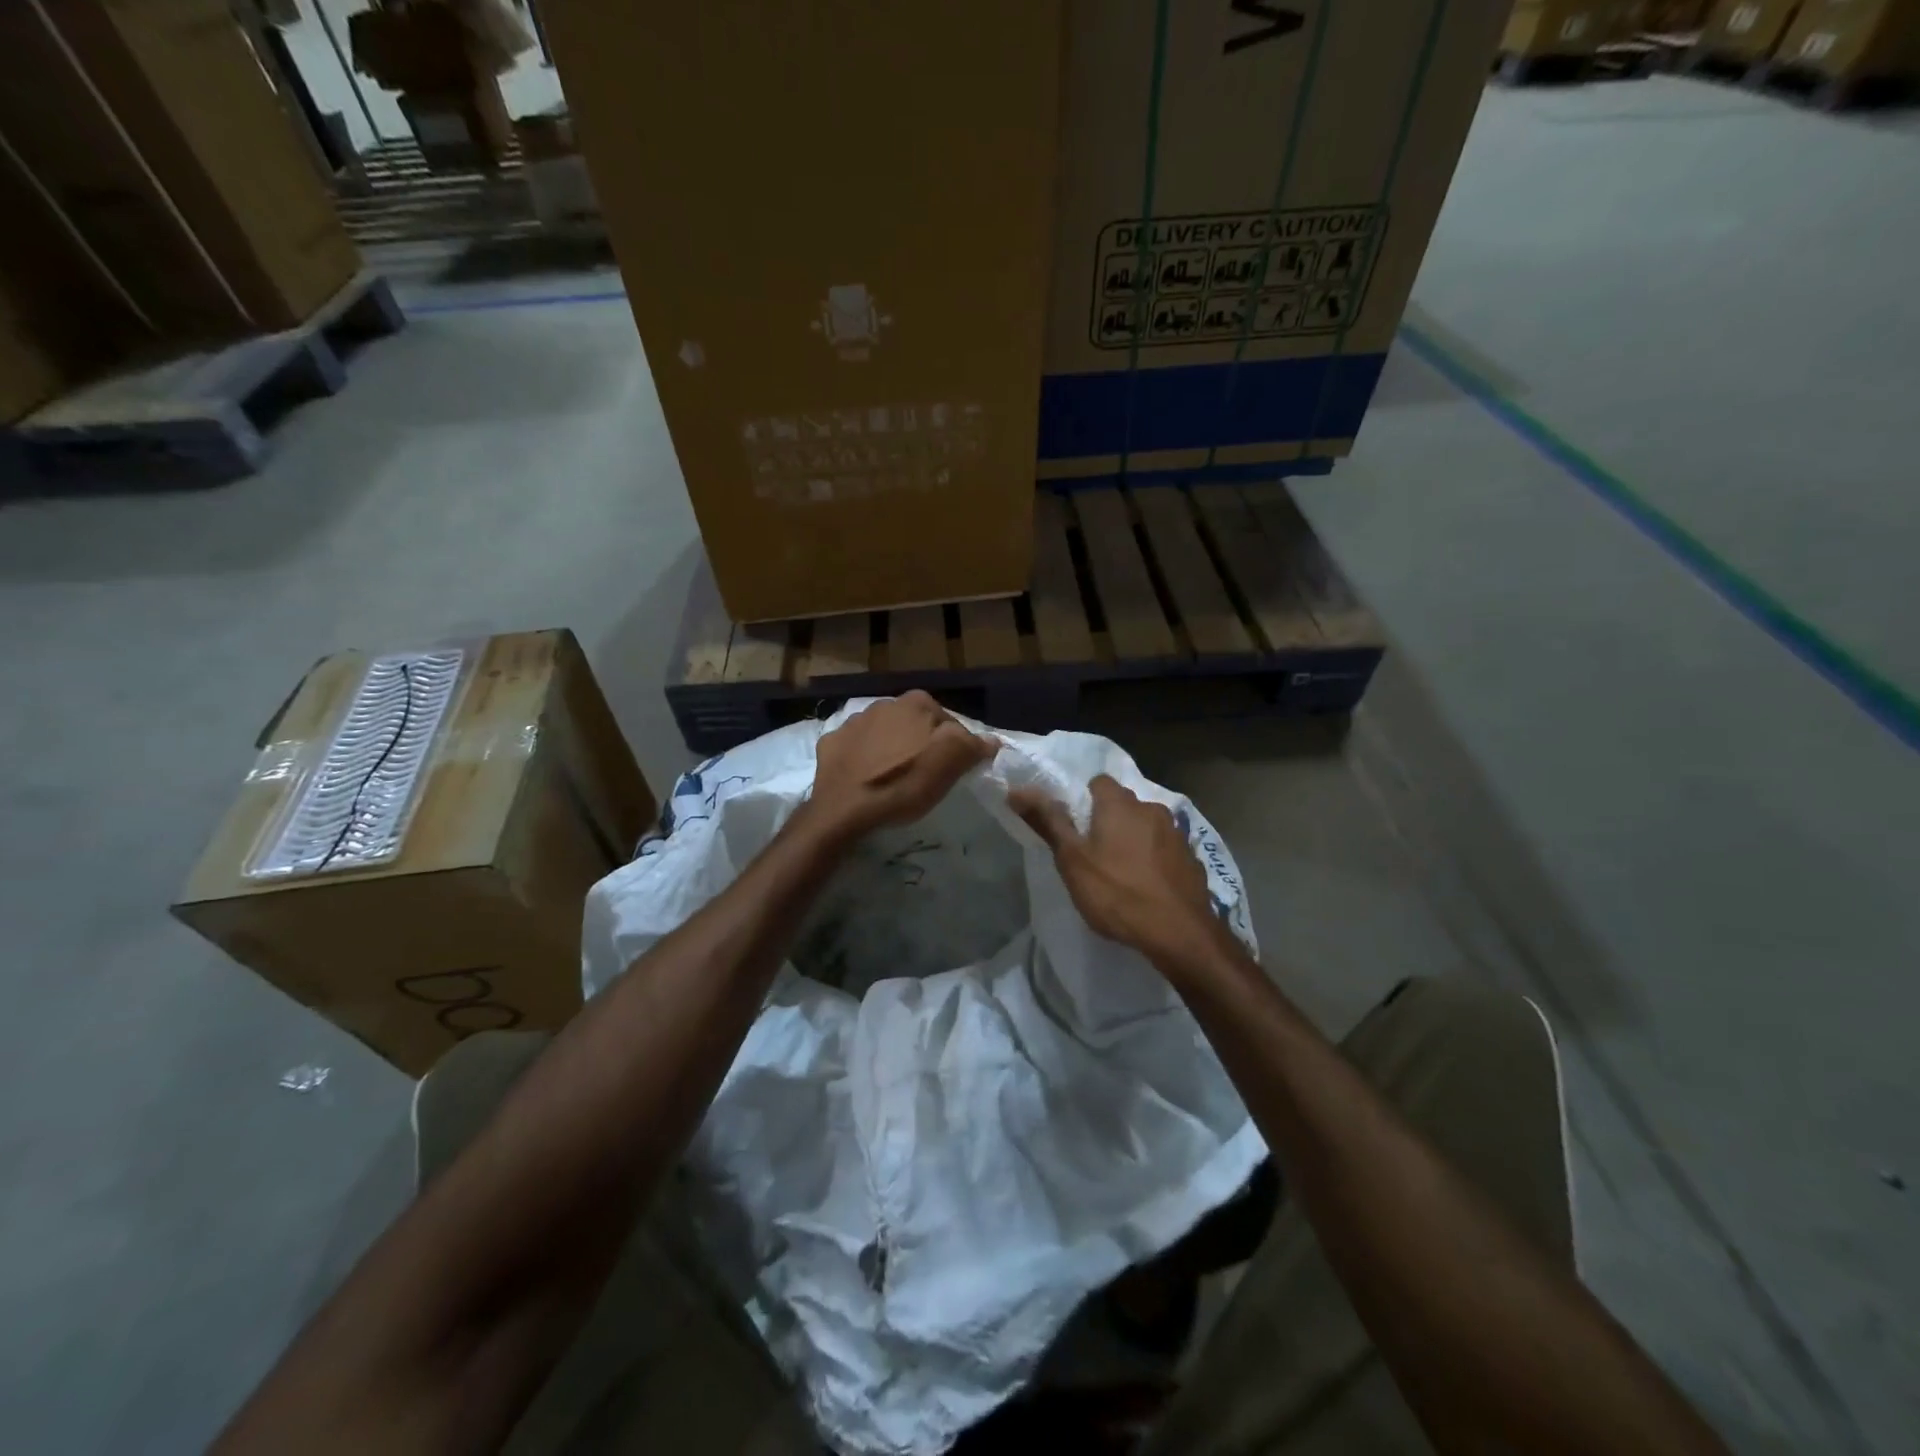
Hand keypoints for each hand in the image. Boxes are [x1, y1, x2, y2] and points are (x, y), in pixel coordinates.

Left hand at [808, 692, 996, 840]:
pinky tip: (865, 778)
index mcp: (917, 703)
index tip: (952, 770)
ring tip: (893, 778)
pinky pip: (855, 747)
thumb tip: (991, 740)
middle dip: (920, 743)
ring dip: (890, 748)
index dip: (955, 747)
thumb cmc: (903, 784)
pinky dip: (862, 758)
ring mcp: (853, 721)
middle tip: (924, 775)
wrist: (844, 809)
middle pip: (914, 725)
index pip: (949, 722)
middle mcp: (884, 703)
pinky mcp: (831, 742)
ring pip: (883, 733)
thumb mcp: (950, 765)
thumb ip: (973, 745)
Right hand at [1010, 774, 1222, 966]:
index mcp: (1120, 804)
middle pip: (1123, 804)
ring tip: (1121, 873)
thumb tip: (1017, 789)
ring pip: (1146, 826)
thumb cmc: (1117, 893)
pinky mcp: (1193, 859)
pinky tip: (1148, 887)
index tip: (1073, 827)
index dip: (1082, 800)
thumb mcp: (1072, 860)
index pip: (1097, 782)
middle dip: (1108, 821)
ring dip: (1133, 840)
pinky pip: (1165, 850)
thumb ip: (1047, 821)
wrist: (1180, 934)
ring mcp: (1177, 833)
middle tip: (1092, 853)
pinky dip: (1155, 860)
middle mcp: (1152, 808)